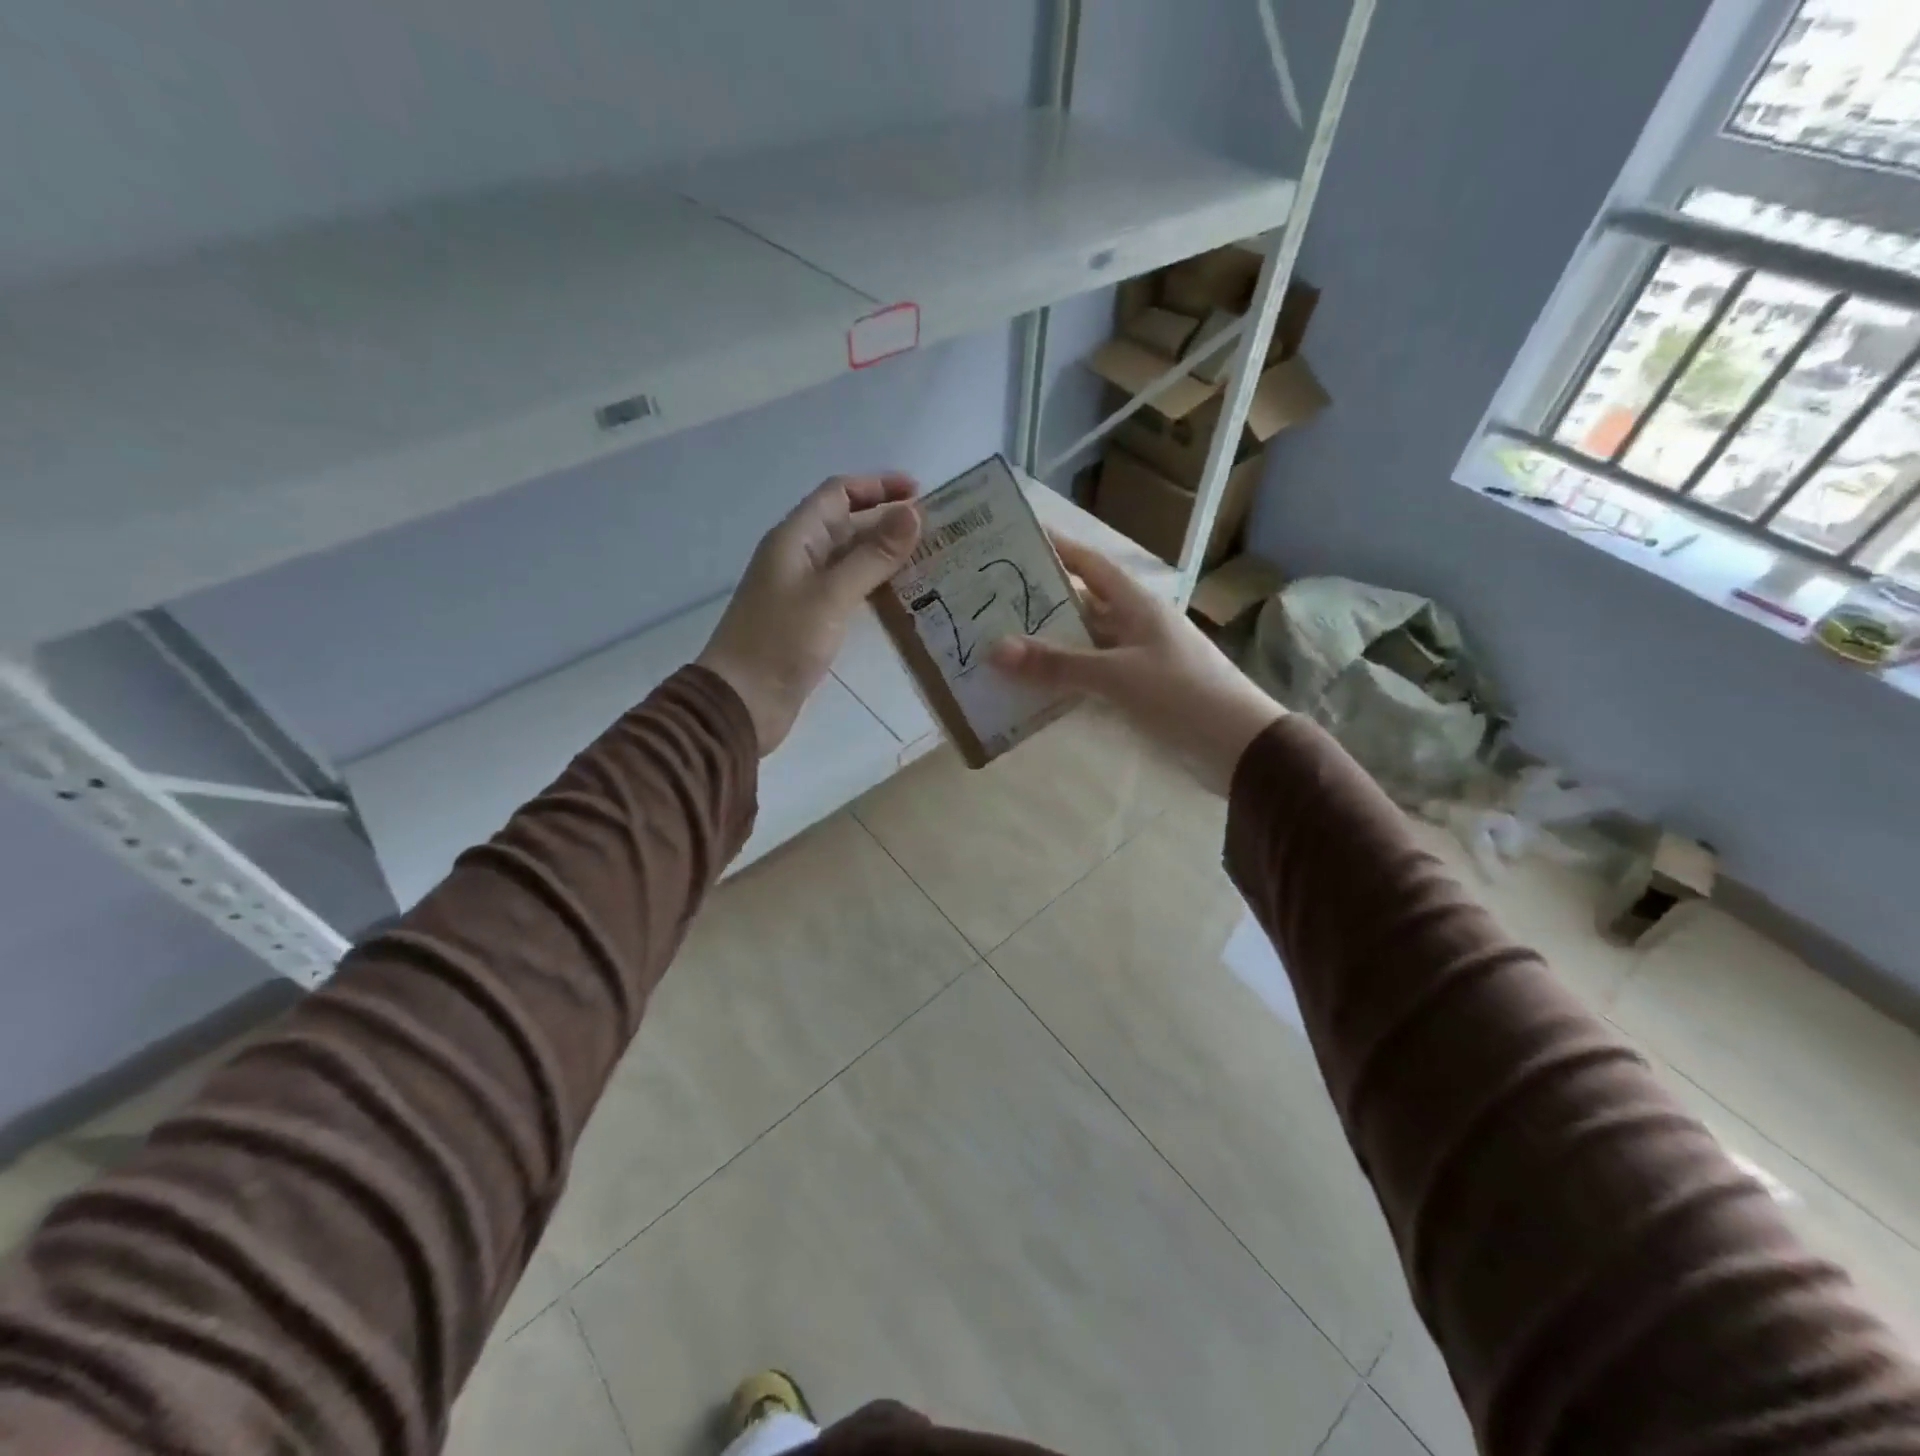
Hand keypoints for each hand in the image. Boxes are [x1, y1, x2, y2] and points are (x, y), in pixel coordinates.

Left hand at [698, 473, 920, 754]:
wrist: (742, 702)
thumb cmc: (781, 642)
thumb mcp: (831, 595)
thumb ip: (873, 555)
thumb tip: (914, 514)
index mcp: (795, 538)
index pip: (838, 494)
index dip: (878, 486)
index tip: (920, 492)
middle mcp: (799, 557)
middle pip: (846, 524)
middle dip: (887, 520)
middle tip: (936, 530)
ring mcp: (804, 590)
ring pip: (849, 559)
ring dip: (884, 554)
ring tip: (929, 559)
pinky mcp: (811, 620)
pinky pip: (848, 590)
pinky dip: (875, 586)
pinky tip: (904, 596)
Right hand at [990, 535, 1284, 793]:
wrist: (1238, 744)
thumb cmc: (1181, 694)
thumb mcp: (1115, 675)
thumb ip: (1057, 664)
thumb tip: (994, 649)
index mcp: (1137, 604)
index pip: (1091, 565)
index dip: (1059, 550)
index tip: (1019, 539)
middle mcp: (1137, 624)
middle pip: (1083, 604)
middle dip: (1042, 602)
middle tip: (993, 601)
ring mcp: (1140, 657)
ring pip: (1087, 642)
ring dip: (1052, 644)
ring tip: (1003, 643)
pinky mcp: (1141, 689)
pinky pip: (1095, 674)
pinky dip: (1068, 677)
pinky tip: (1038, 685)